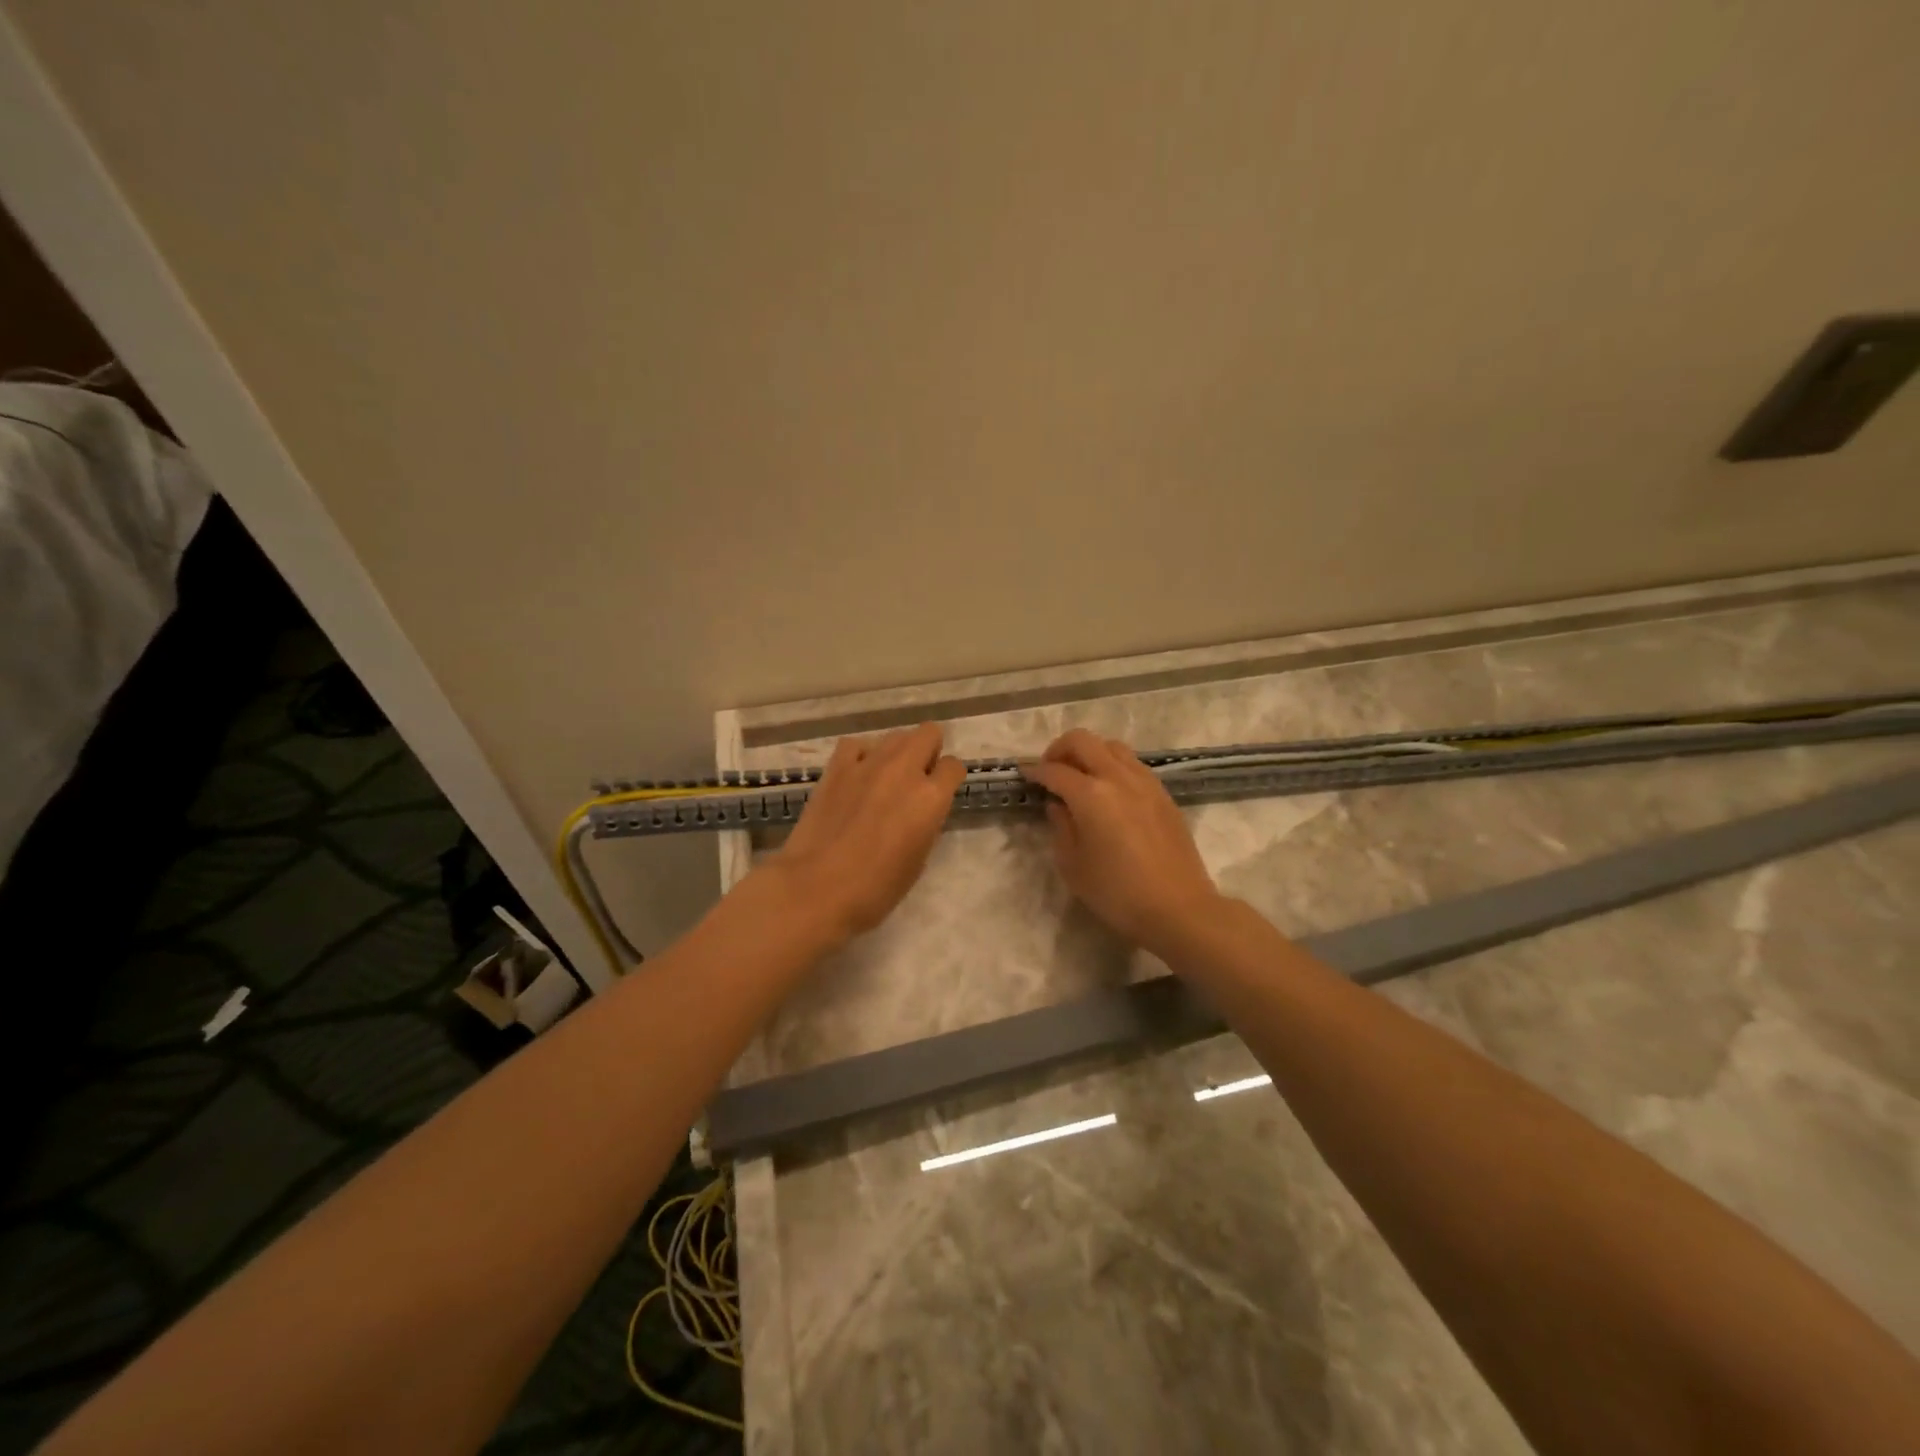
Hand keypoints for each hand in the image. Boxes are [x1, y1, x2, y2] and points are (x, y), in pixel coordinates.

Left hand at [769, 723, 966, 944]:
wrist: (816, 888)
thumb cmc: (875, 889)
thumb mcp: (918, 860)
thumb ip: (926, 824)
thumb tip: (920, 810)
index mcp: (931, 798)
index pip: (953, 767)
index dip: (948, 779)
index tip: (940, 793)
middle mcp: (904, 770)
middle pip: (928, 733)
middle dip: (928, 752)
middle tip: (916, 779)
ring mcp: (868, 764)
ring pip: (894, 736)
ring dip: (897, 754)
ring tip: (883, 780)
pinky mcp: (836, 767)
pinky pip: (856, 745)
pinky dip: (861, 756)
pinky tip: (856, 776)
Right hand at [1021, 728, 1222, 957]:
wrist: (1178, 908)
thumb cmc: (1117, 893)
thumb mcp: (1073, 865)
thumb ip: (1061, 827)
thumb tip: (1058, 805)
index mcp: (1091, 795)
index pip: (1055, 770)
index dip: (1034, 770)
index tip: (1024, 774)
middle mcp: (1118, 777)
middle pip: (1083, 741)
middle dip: (1060, 749)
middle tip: (1050, 770)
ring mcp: (1145, 782)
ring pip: (1111, 746)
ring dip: (1090, 753)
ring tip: (1081, 777)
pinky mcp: (1163, 794)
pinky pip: (1132, 764)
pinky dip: (1113, 765)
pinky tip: (1109, 791)